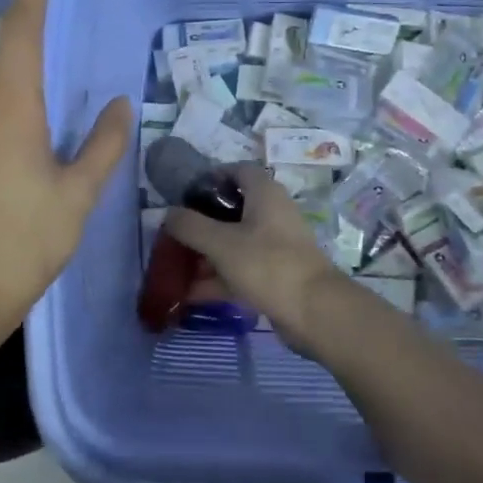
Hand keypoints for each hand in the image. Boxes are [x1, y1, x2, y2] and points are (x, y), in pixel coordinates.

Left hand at [0, 0, 130, 339]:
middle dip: (33, 17)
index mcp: (9, 112)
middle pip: (8, 53)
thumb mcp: (78, 194)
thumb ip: (103, 145)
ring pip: (0, 85)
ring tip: (64, 56)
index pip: (22, 32)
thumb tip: (119, 103)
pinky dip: (20, 98)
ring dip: (28, 62)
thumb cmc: (25, 242)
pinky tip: (44, 119)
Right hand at [165, 163, 350, 351]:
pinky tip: (191, 294)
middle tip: (174, 236)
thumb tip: (168, 213)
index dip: (212, 177)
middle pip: (232, 210)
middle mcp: (273, 214)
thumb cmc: (267, 264)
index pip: (238, 171)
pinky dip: (219, 278)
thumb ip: (190, 226)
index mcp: (265, 194)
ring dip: (207, 255)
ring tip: (175, 268)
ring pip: (235, 243)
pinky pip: (241, 270)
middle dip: (202, 224)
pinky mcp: (277, 275)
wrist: (314, 311)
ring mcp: (276, 246)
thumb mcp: (221, 243)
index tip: (186, 195)